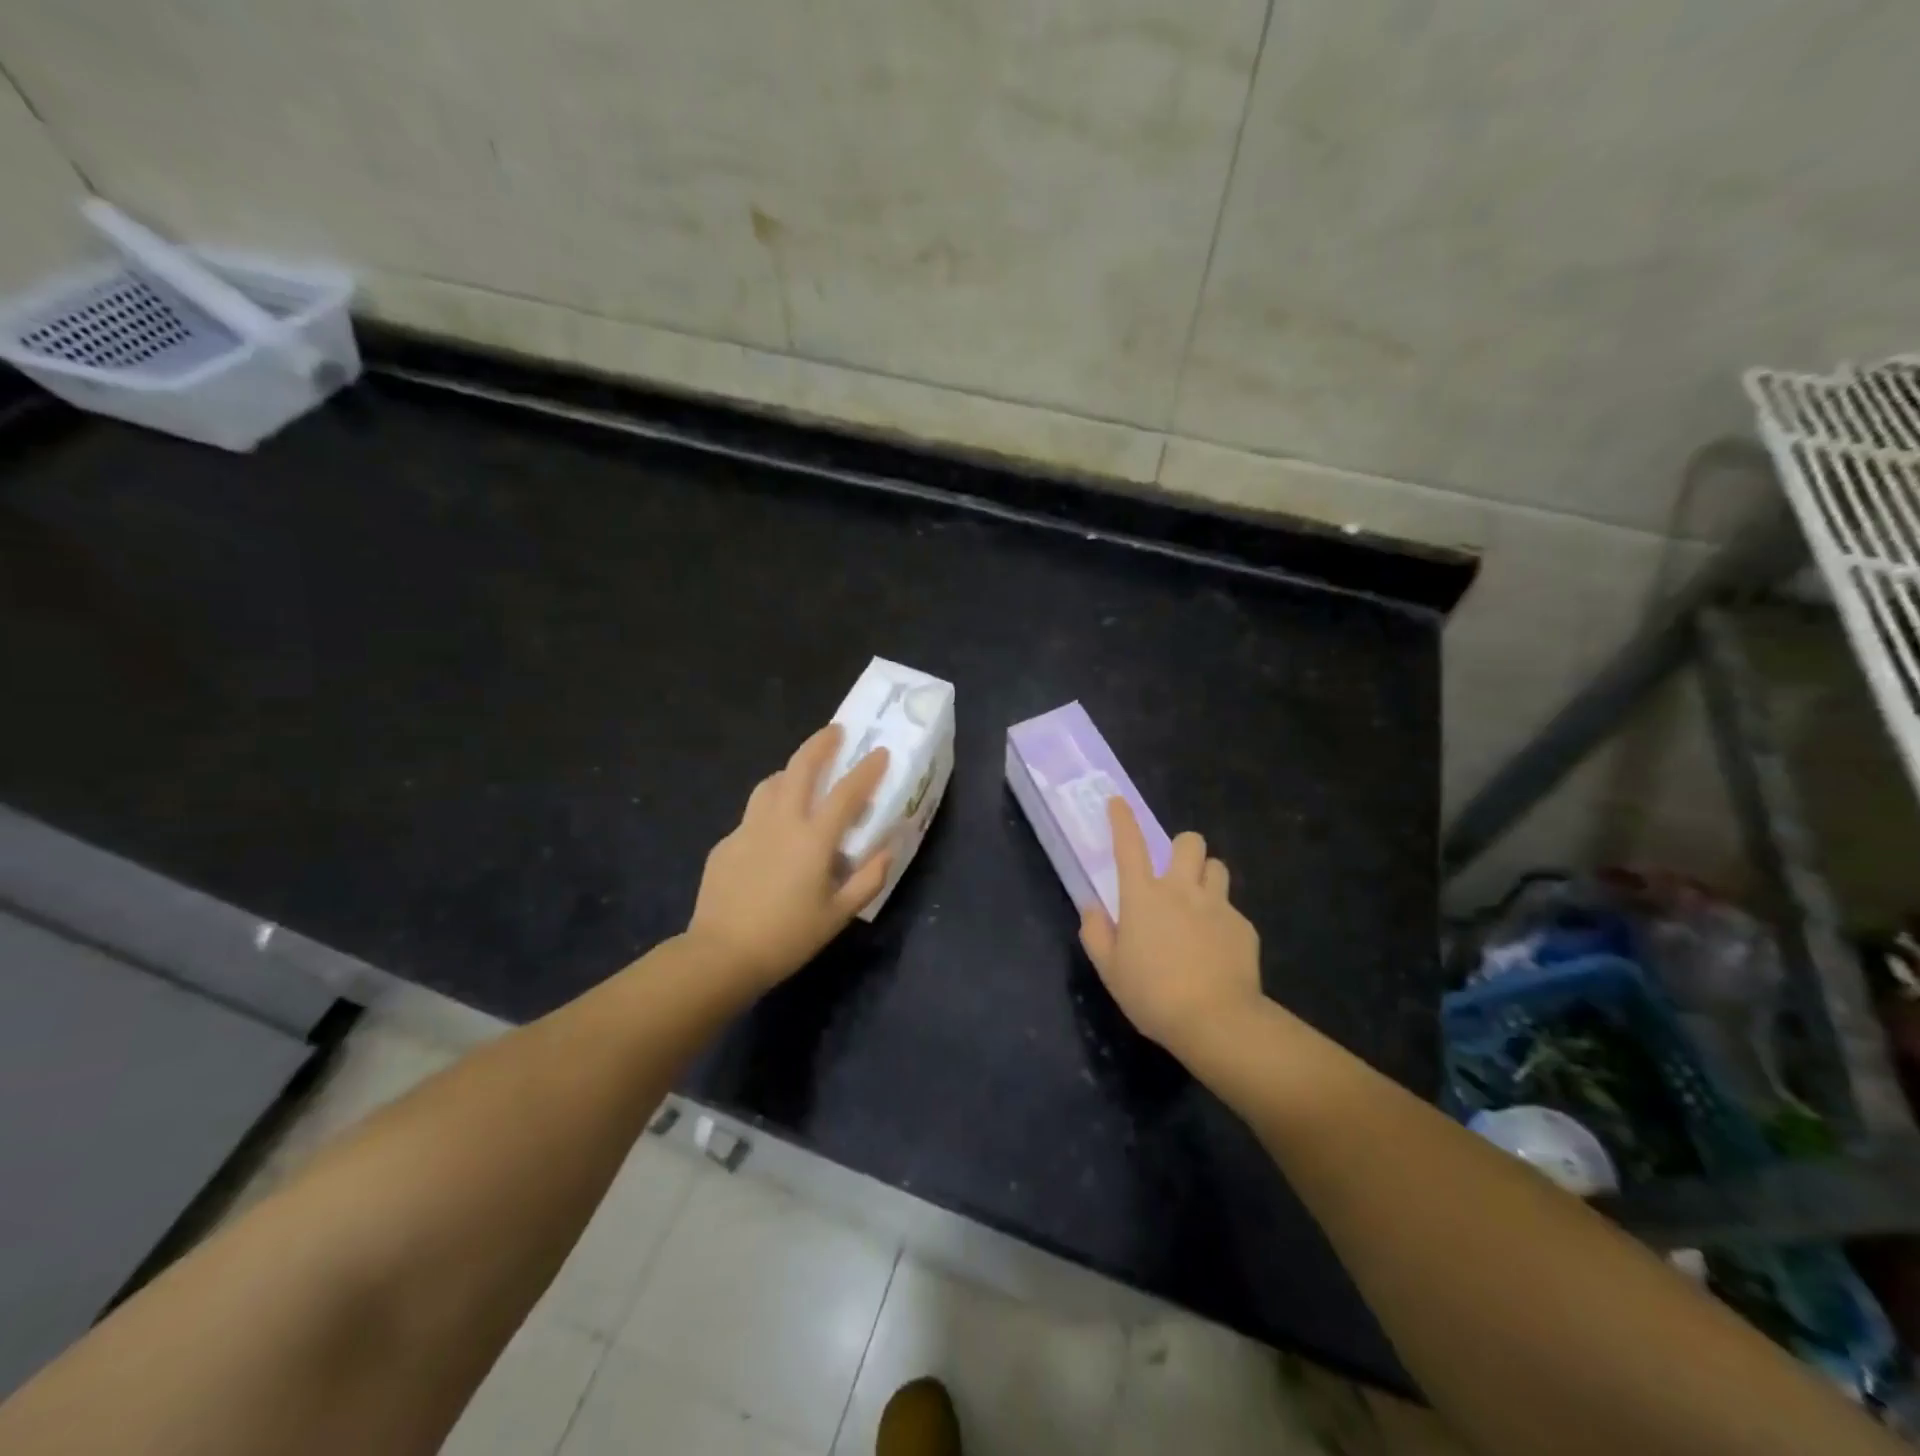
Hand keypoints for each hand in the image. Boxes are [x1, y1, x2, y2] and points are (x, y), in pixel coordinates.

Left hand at [686, 724, 891, 992]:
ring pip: (770, 783)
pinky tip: (773, 832)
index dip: (866, 770)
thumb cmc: (787, 937)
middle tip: (834, 732)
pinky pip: (753, 814)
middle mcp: (781, 822)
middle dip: (820, 744)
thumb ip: (868, 880)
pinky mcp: (727, 843)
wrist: (721, 954)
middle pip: (800, 768)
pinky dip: (770, 808)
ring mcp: (748, 829)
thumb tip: (887, 850)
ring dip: (790, 771)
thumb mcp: (838, 916)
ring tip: (801, 776)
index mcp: (813, 838)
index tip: (879, 752)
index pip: (846, 792)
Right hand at [1078, 797, 1262, 1058]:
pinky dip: (1222, 921)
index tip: (1118, 802)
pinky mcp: (1243, 927)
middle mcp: (1180, 890)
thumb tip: (1092, 907)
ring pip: (1217, 868)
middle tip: (1175, 873)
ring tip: (1199, 904)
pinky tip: (1217, 950)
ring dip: (1205, 877)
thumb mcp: (1110, 970)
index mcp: (1142, 896)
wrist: (1216, 1021)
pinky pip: (1232, 910)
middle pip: (1189, 842)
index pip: (1128, 845)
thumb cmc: (1152, 995)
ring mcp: (1217, 905)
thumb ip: (1096, 933)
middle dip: (1182, 848)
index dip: (1122, 819)